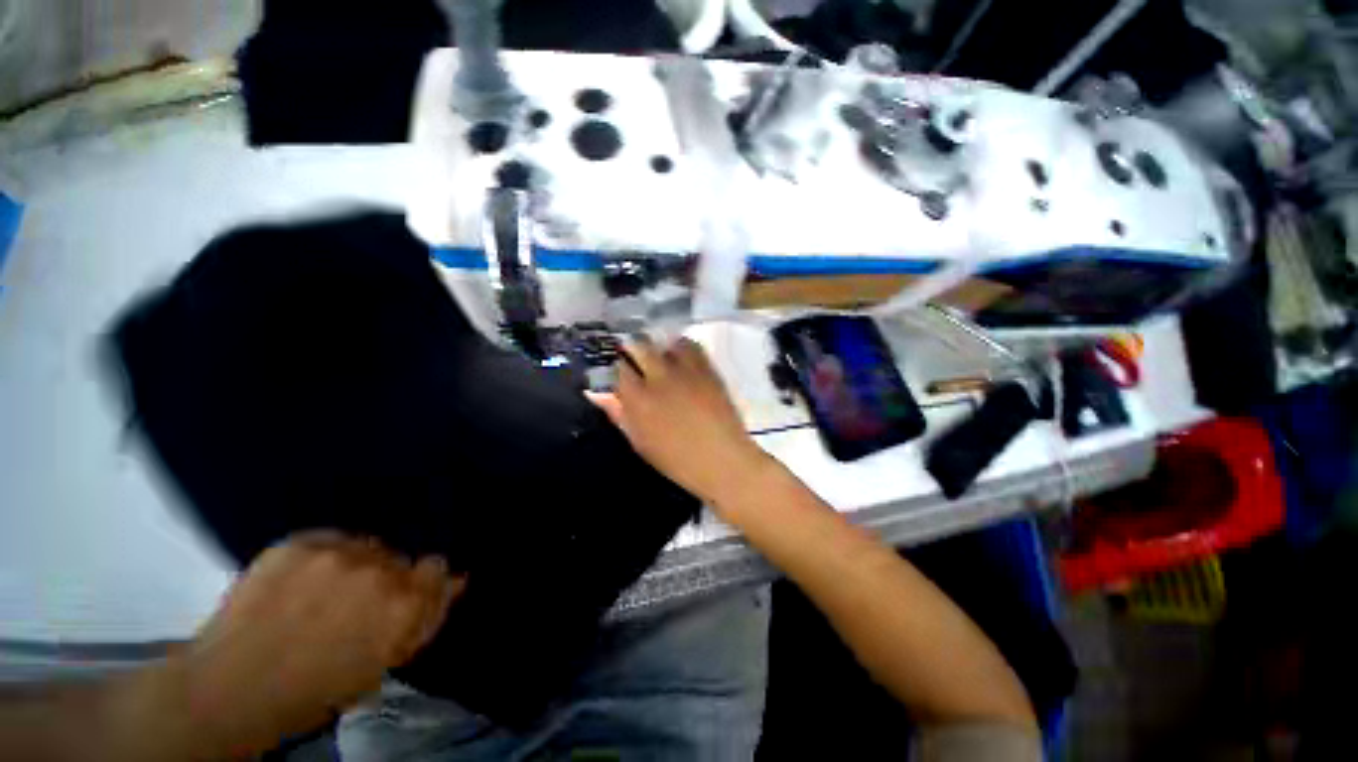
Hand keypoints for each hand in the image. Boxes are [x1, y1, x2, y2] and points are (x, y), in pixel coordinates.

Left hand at [153, 533, 463, 758]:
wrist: (229, 688)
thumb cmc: (312, 691)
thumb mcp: (380, 665)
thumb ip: (422, 619)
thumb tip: (457, 580)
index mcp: (402, 607)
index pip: (438, 567)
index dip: (423, 581)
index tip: (407, 593)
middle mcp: (379, 571)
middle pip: (401, 558)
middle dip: (386, 578)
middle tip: (354, 604)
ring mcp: (337, 554)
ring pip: (367, 547)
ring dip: (356, 566)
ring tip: (323, 592)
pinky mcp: (300, 542)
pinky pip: (331, 538)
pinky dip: (324, 556)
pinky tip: (301, 580)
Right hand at [587, 337, 773, 507]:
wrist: (722, 460)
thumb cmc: (676, 460)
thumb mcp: (639, 442)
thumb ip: (618, 413)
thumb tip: (597, 393)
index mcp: (638, 399)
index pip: (617, 368)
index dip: (613, 364)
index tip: (614, 366)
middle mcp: (659, 378)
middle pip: (639, 346)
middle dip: (632, 348)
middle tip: (633, 357)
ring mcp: (685, 371)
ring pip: (664, 342)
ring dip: (658, 347)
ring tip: (659, 357)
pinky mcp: (707, 369)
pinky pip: (691, 346)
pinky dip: (682, 348)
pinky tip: (681, 359)